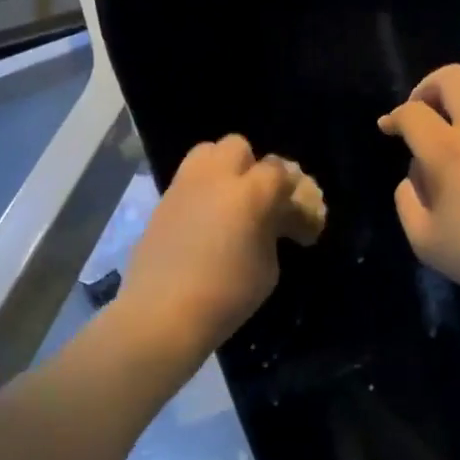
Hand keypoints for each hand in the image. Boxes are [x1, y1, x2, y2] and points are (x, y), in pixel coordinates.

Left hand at [118, 135, 325, 357]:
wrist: (163, 313)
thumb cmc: (226, 295)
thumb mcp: (268, 267)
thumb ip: (273, 232)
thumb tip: (270, 222)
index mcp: (249, 193)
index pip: (279, 171)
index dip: (293, 194)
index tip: (298, 226)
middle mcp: (215, 178)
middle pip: (238, 147)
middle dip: (253, 168)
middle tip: (258, 203)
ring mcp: (183, 186)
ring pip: (207, 153)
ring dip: (223, 169)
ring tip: (228, 203)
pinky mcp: (161, 202)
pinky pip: (187, 180)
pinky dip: (201, 190)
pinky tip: (204, 222)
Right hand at [379, 65, 459, 309]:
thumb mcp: (427, 243)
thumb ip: (407, 203)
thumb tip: (413, 178)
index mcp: (448, 152)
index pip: (412, 113)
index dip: (394, 117)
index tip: (388, 128)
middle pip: (451, 77)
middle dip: (427, 87)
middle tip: (421, 111)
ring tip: (455, 117)